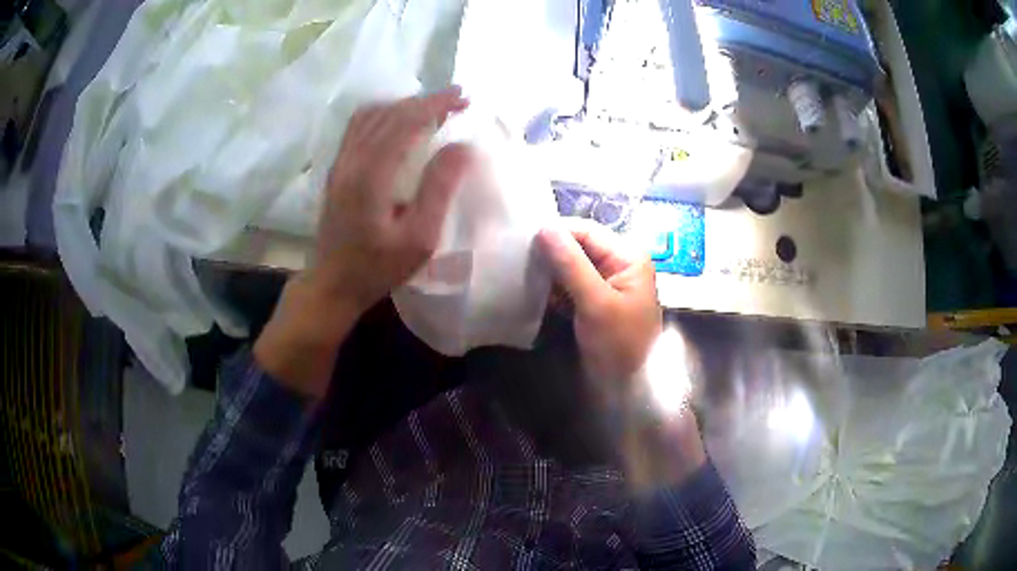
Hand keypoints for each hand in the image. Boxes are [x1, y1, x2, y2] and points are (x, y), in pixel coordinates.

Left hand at [255, 88, 473, 400]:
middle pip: (389, 112)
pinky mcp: (336, 169)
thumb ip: (439, 188)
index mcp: (371, 174)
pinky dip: (384, 115)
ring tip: (432, 109)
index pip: (406, 121)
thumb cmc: (378, 267)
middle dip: (425, 100)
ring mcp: (340, 163)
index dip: (436, 104)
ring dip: (403, 105)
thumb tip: (462, 146)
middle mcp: (351, 159)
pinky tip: (399, 123)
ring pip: (371, 115)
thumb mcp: (420, 238)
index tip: (464, 98)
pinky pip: (359, 127)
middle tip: (456, 100)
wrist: (332, 284)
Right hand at [537, 218, 662, 392]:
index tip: (523, 241)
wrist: (627, 388)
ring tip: (522, 275)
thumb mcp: (596, 302)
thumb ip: (571, 264)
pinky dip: (553, 288)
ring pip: (570, 265)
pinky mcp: (593, 301)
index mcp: (627, 256)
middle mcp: (618, 263)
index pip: (587, 231)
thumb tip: (544, 227)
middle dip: (550, 253)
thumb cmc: (619, 343)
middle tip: (518, 259)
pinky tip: (534, 293)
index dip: (556, 232)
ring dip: (549, 271)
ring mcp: (605, 283)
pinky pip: (569, 284)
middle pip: (578, 246)